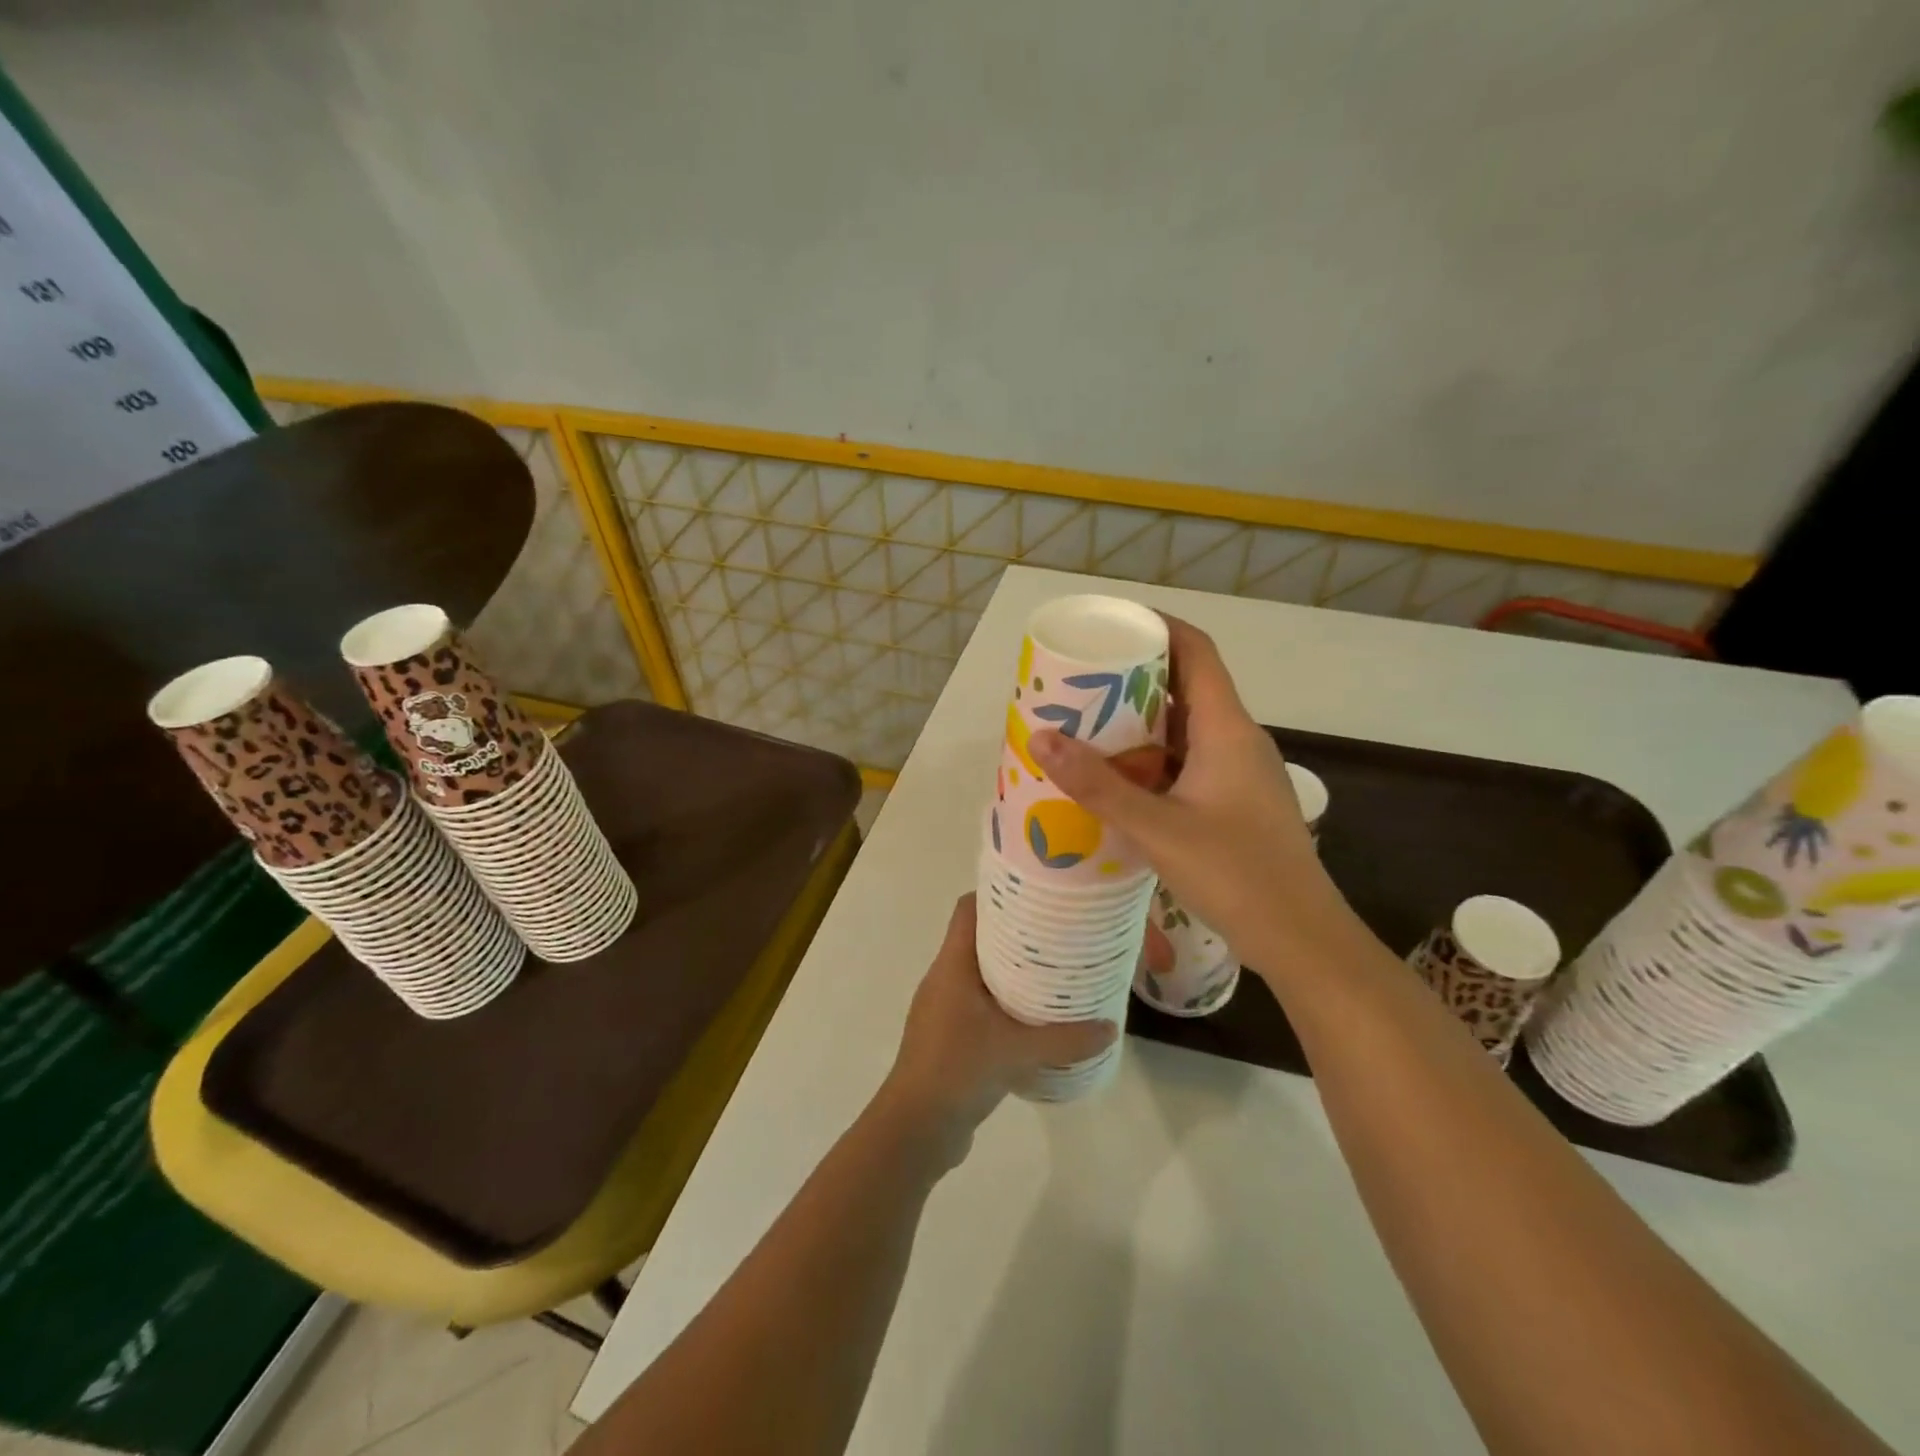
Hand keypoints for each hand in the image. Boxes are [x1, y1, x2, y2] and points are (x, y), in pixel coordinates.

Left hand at [881, 895, 1116, 1155]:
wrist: (915, 1129)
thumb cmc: (957, 1071)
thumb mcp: (1016, 1052)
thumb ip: (1065, 1038)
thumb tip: (1110, 1028)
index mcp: (952, 965)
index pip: (967, 909)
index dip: (996, 894)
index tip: (1035, 893)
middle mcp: (945, 978)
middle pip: (978, 938)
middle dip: (1016, 933)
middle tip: (1058, 933)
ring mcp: (945, 1008)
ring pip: (981, 974)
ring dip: (1013, 971)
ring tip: (1055, 972)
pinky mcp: (951, 1036)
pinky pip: (981, 1005)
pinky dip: (1006, 1003)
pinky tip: (1036, 1019)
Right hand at [1030, 617, 1347, 966]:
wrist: (1301, 939)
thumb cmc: (1236, 874)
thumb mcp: (1157, 829)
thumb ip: (1098, 786)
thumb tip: (1040, 739)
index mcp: (1227, 728)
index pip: (1196, 650)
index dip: (1157, 626)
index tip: (1109, 625)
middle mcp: (1237, 739)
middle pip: (1187, 685)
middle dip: (1135, 676)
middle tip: (1081, 680)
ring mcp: (1240, 772)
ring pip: (1186, 727)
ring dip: (1141, 721)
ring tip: (1088, 724)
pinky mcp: (1235, 801)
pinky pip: (1189, 760)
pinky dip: (1153, 757)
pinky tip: (1120, 777)